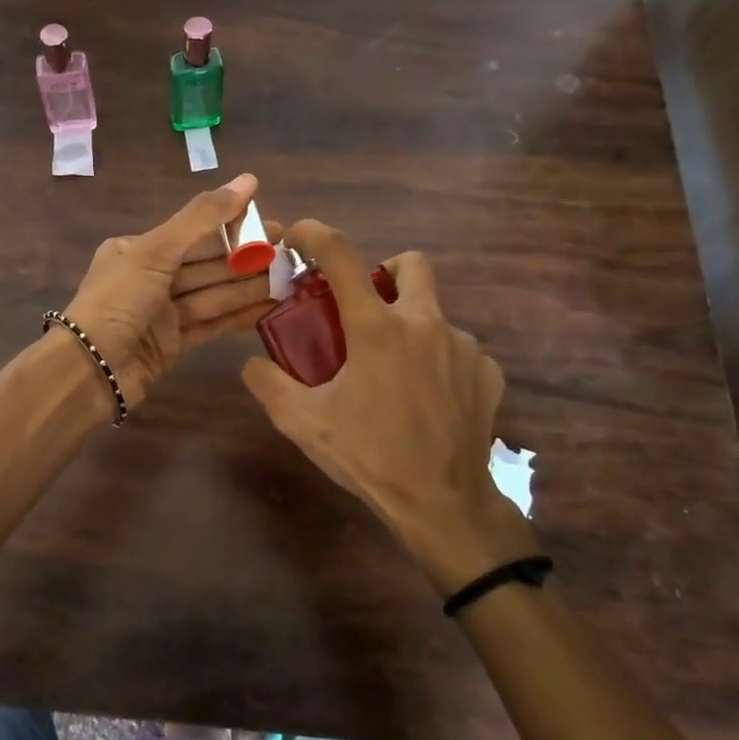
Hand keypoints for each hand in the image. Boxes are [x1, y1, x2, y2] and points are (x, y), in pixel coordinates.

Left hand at [61, 173, 278, 405]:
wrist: (90, 370)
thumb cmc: (118, 301)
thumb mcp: (157, 250)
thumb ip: (203, 217)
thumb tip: (249, 180)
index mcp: (139, 249)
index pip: (195, 233)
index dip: (235, 227)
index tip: (274, 226)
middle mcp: (150, 277)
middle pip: (207, 264)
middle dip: (247, 259)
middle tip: (292, 254)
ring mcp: (162, 313)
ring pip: (214, 294)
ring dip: (249, 287)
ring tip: (289, 279)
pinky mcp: (173, 344)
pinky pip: (211, 323)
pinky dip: (238, 315)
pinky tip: (269, 307)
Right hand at [240, 220, 540, 593]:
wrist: (443, 504)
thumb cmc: (369, 456)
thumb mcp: (303, 423)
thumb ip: (269, 385)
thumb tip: (251, 363)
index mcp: (377, 328)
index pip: (342, 256)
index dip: (316, 234)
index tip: (299, 235)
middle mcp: (425, 324)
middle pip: (411, 264)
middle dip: (385, 271)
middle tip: (365, 305)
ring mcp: (464, 347)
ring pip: (434, 314)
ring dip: (410, 327)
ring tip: (393, 373)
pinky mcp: (487, 374)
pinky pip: (458, 350)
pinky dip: (437, 361)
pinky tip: (426, 398)